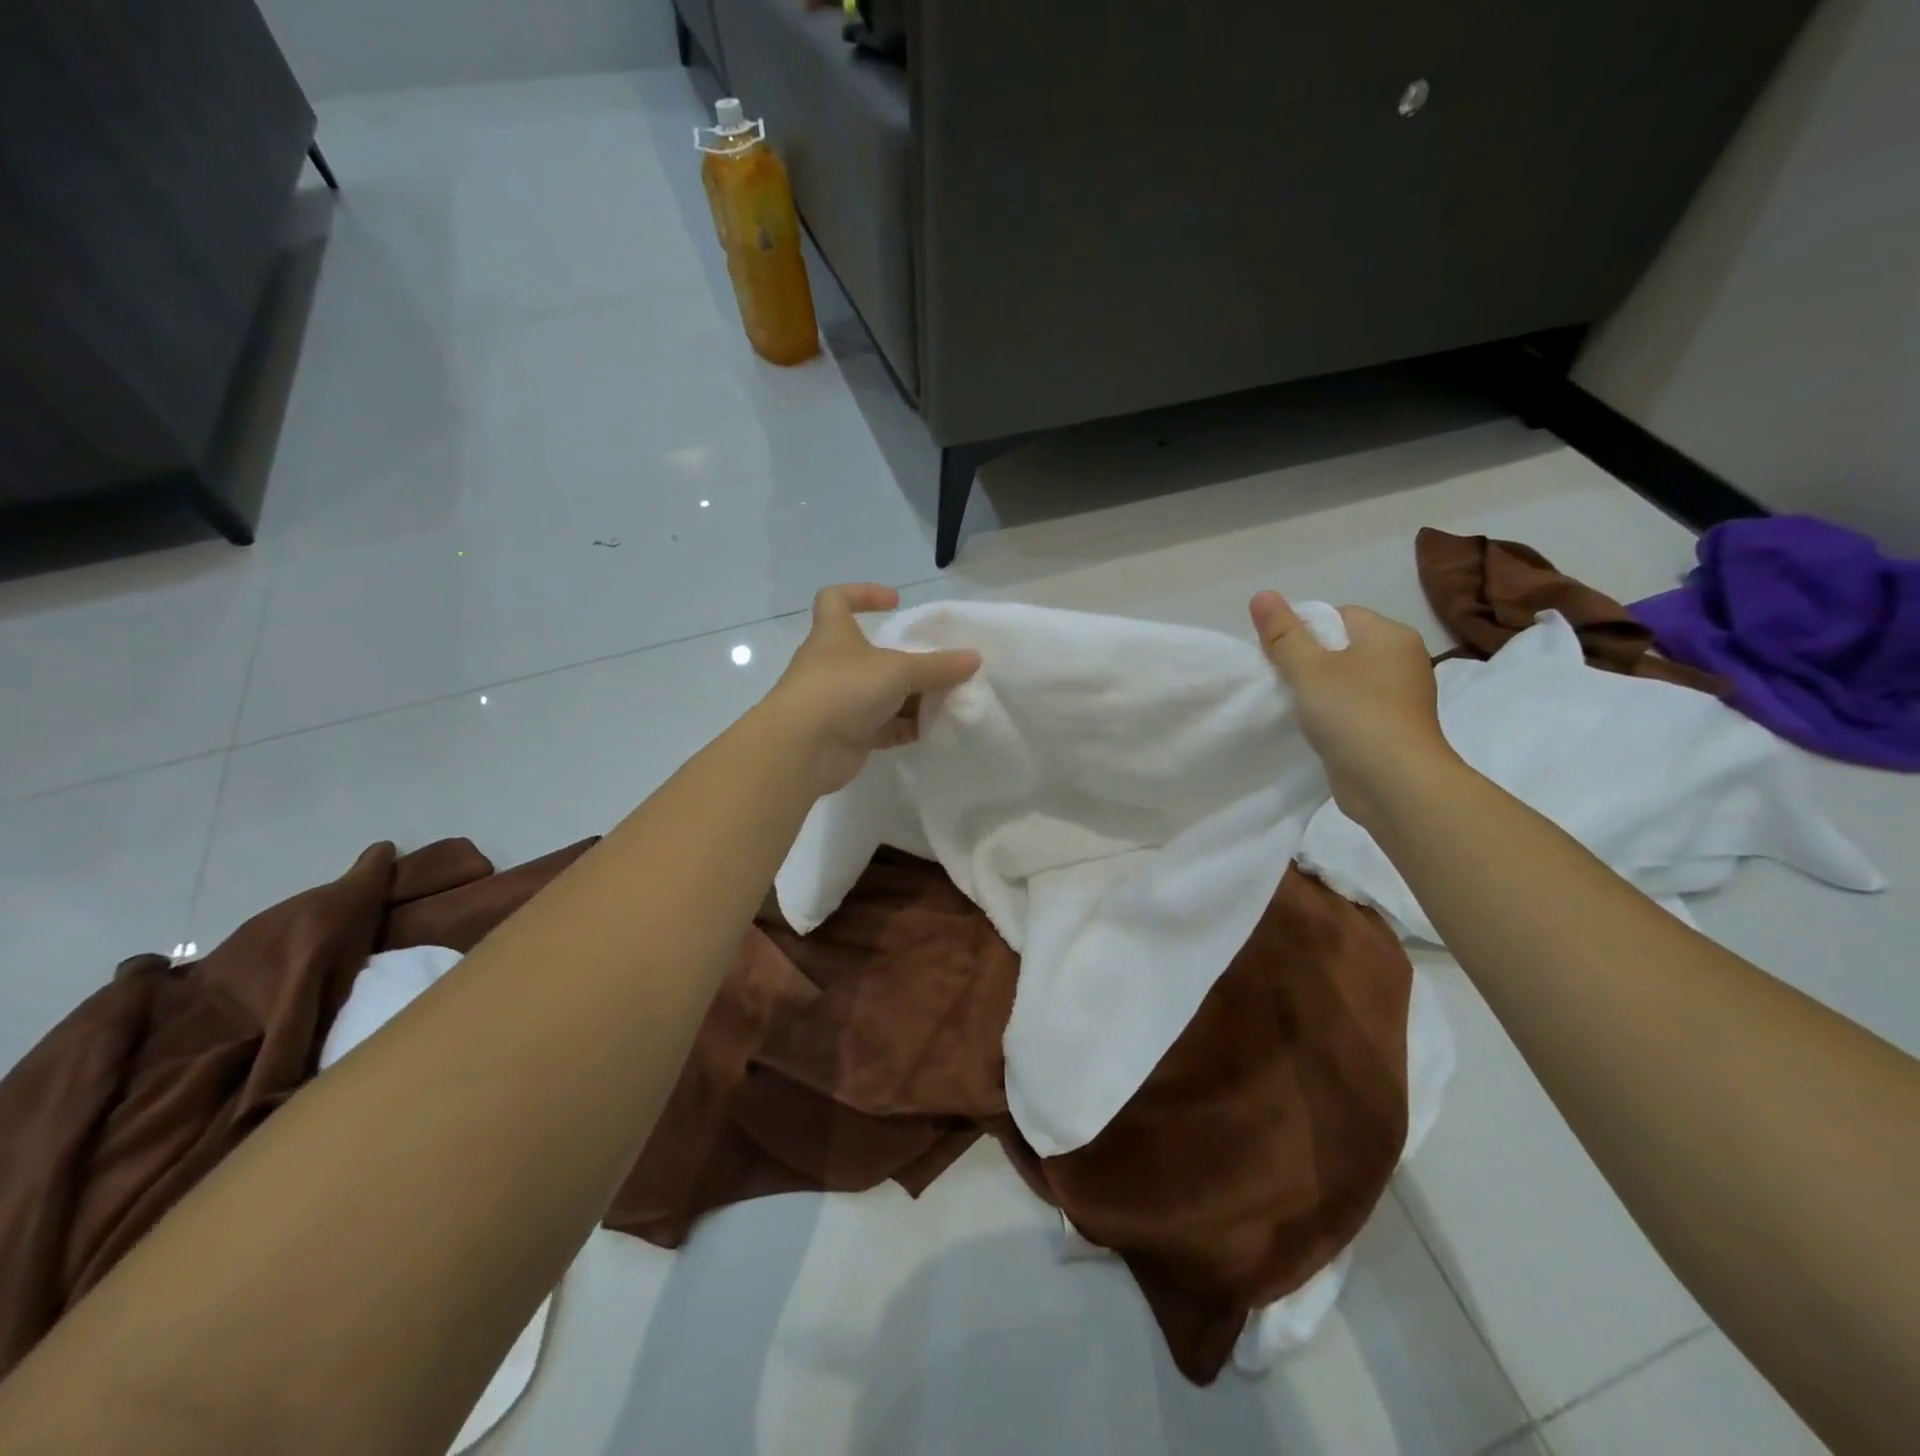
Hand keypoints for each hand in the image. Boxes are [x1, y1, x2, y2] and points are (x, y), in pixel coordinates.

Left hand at [767, 584, 981, 796]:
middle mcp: (834, 664)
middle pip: (873, 654)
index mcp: (834, 634)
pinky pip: (883, 726)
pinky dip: (905, 727)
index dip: (863, 593)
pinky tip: (932, 730)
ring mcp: (839, 702)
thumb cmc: (844, 689)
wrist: (802, 749)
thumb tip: (974, 658)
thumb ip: (937, 666)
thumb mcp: (898, 670)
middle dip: (908, 660)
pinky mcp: (847, 735)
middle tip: (942, 667)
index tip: (896, 602)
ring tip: (947, 700)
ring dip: (912, 697)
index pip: (836, 599)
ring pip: (882, 694)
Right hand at [1250, 590, 1459, 826]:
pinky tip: (1314, 729)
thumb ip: (1283, 633)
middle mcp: (1402, 660)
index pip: (1338, 615)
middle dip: (1308, 662)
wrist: (1394, 784)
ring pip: (1346, 680)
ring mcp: (1400, 697)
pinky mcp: (1392, 728)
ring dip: (1318, 691)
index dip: (1303, 631)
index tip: (1278, 657)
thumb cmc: (1353, 715)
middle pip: (1341, 647)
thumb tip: (1262, 594)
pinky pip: (1354, 708)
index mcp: (1389, 635)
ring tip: (1295, 708)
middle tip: (1281, 682)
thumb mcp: (1308, 669)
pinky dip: (1333, 715)